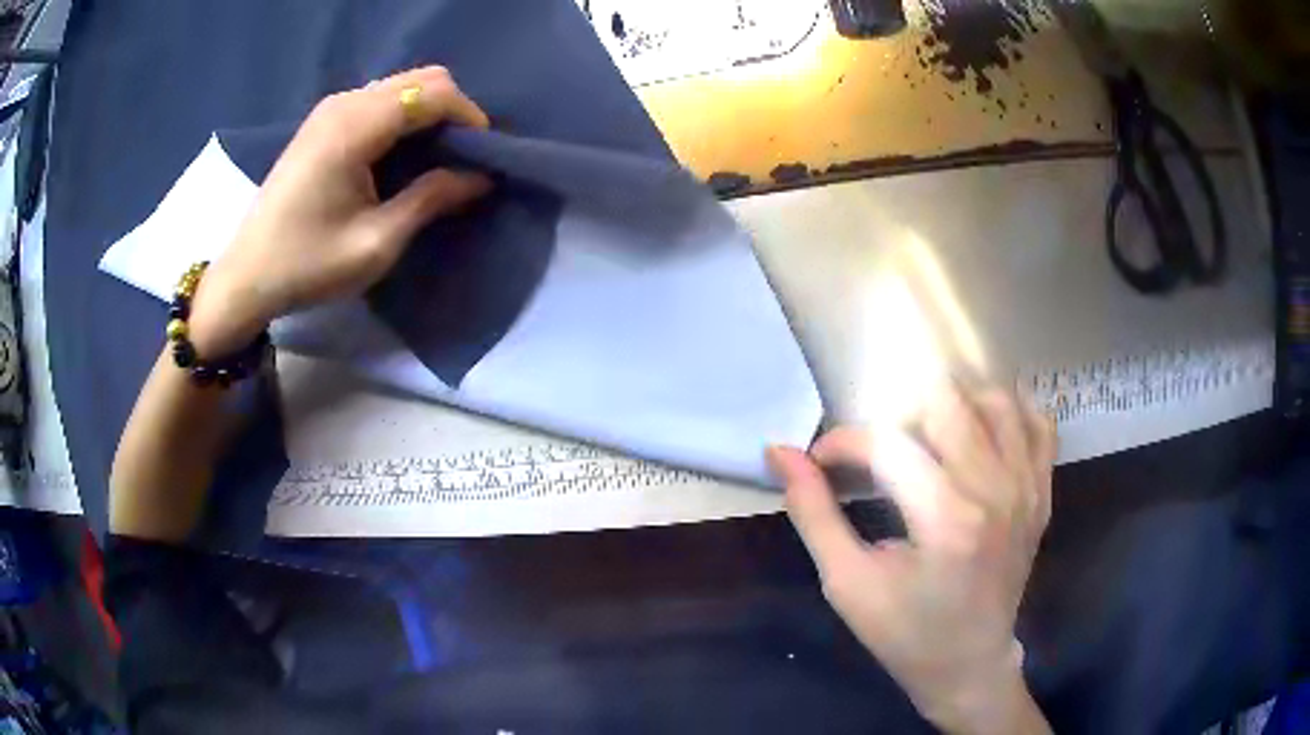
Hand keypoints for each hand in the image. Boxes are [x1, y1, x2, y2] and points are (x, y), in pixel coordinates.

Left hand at [188, 66, 493, 356]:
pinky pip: (380, 99)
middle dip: (452, 112)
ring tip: (435, 159)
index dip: (468, 117)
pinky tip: (401, 155)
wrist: (247, 276)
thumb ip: (431, 200)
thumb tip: (481, 177)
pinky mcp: (323, 120)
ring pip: (403, 85)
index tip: (482, 157)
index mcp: (355, 127)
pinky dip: (404, 118)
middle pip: (422, 78)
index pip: (433, 92)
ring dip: (428, 114)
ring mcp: (330, 108)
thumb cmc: (308, 265)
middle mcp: (344, 103)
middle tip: (460, 158)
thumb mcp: (376, 243)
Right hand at [767, 384, 1055, 733]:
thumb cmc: (904, 633)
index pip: (887, 443)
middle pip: (946, 402)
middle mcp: (997, 490)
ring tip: (928, 441)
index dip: (843, 442)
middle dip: (899, 418)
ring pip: (994, 399)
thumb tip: (781, 452)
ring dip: (952, 408)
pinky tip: (982, 433)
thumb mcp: (847, 583)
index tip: (822, 461)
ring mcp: (1028, 487)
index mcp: (946, 521)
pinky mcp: (1043, 491)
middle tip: (882, 457)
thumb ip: (813, 513)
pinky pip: (1037, 421)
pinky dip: (1008, 413)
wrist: (969, 664)